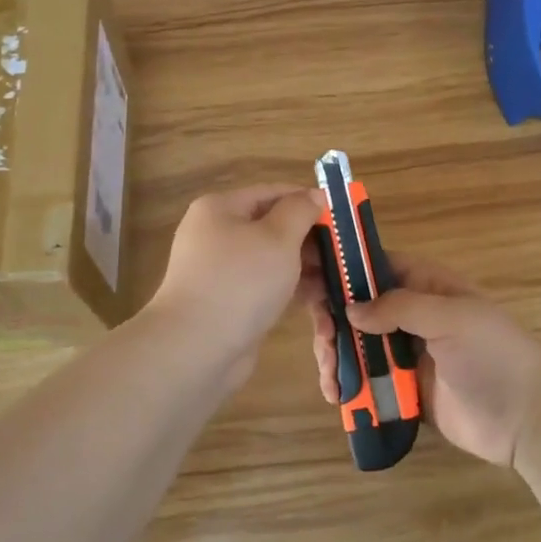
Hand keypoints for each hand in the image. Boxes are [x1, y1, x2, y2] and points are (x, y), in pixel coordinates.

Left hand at [150, 185, 324, 366]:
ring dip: (304, 265)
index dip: (307, 200)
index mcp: (220, 209)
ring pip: (270, 259)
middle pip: (271, 226)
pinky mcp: (228, 302)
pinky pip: (264, 286)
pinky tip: (320, 298)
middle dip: (309, 238)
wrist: (196, 348)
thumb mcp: (278, 238)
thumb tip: (313, 195)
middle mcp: (216, 235)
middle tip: (344, 251)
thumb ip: (299, 211)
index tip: (341, 215)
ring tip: (339, 277)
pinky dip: (290, 288)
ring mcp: (220, 271)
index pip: (271, 193)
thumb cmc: (241, 281)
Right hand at [304, 257, 540, 466]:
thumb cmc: (493, 355)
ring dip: (335, 355)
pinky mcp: (403, 389)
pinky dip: (347, 385)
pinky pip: (366, 380)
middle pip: (357, 307)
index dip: (342, 268)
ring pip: (356, 344)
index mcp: (426, 286)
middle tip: (324, 341)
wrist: (528, 419)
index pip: (376, 266)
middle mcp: (411, 315)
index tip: (307, 278)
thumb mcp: (450, 318)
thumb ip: (398, 307)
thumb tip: (350, 310)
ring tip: (330, 377)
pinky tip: (337, 396)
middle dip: (333, 320)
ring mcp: (406, 353)